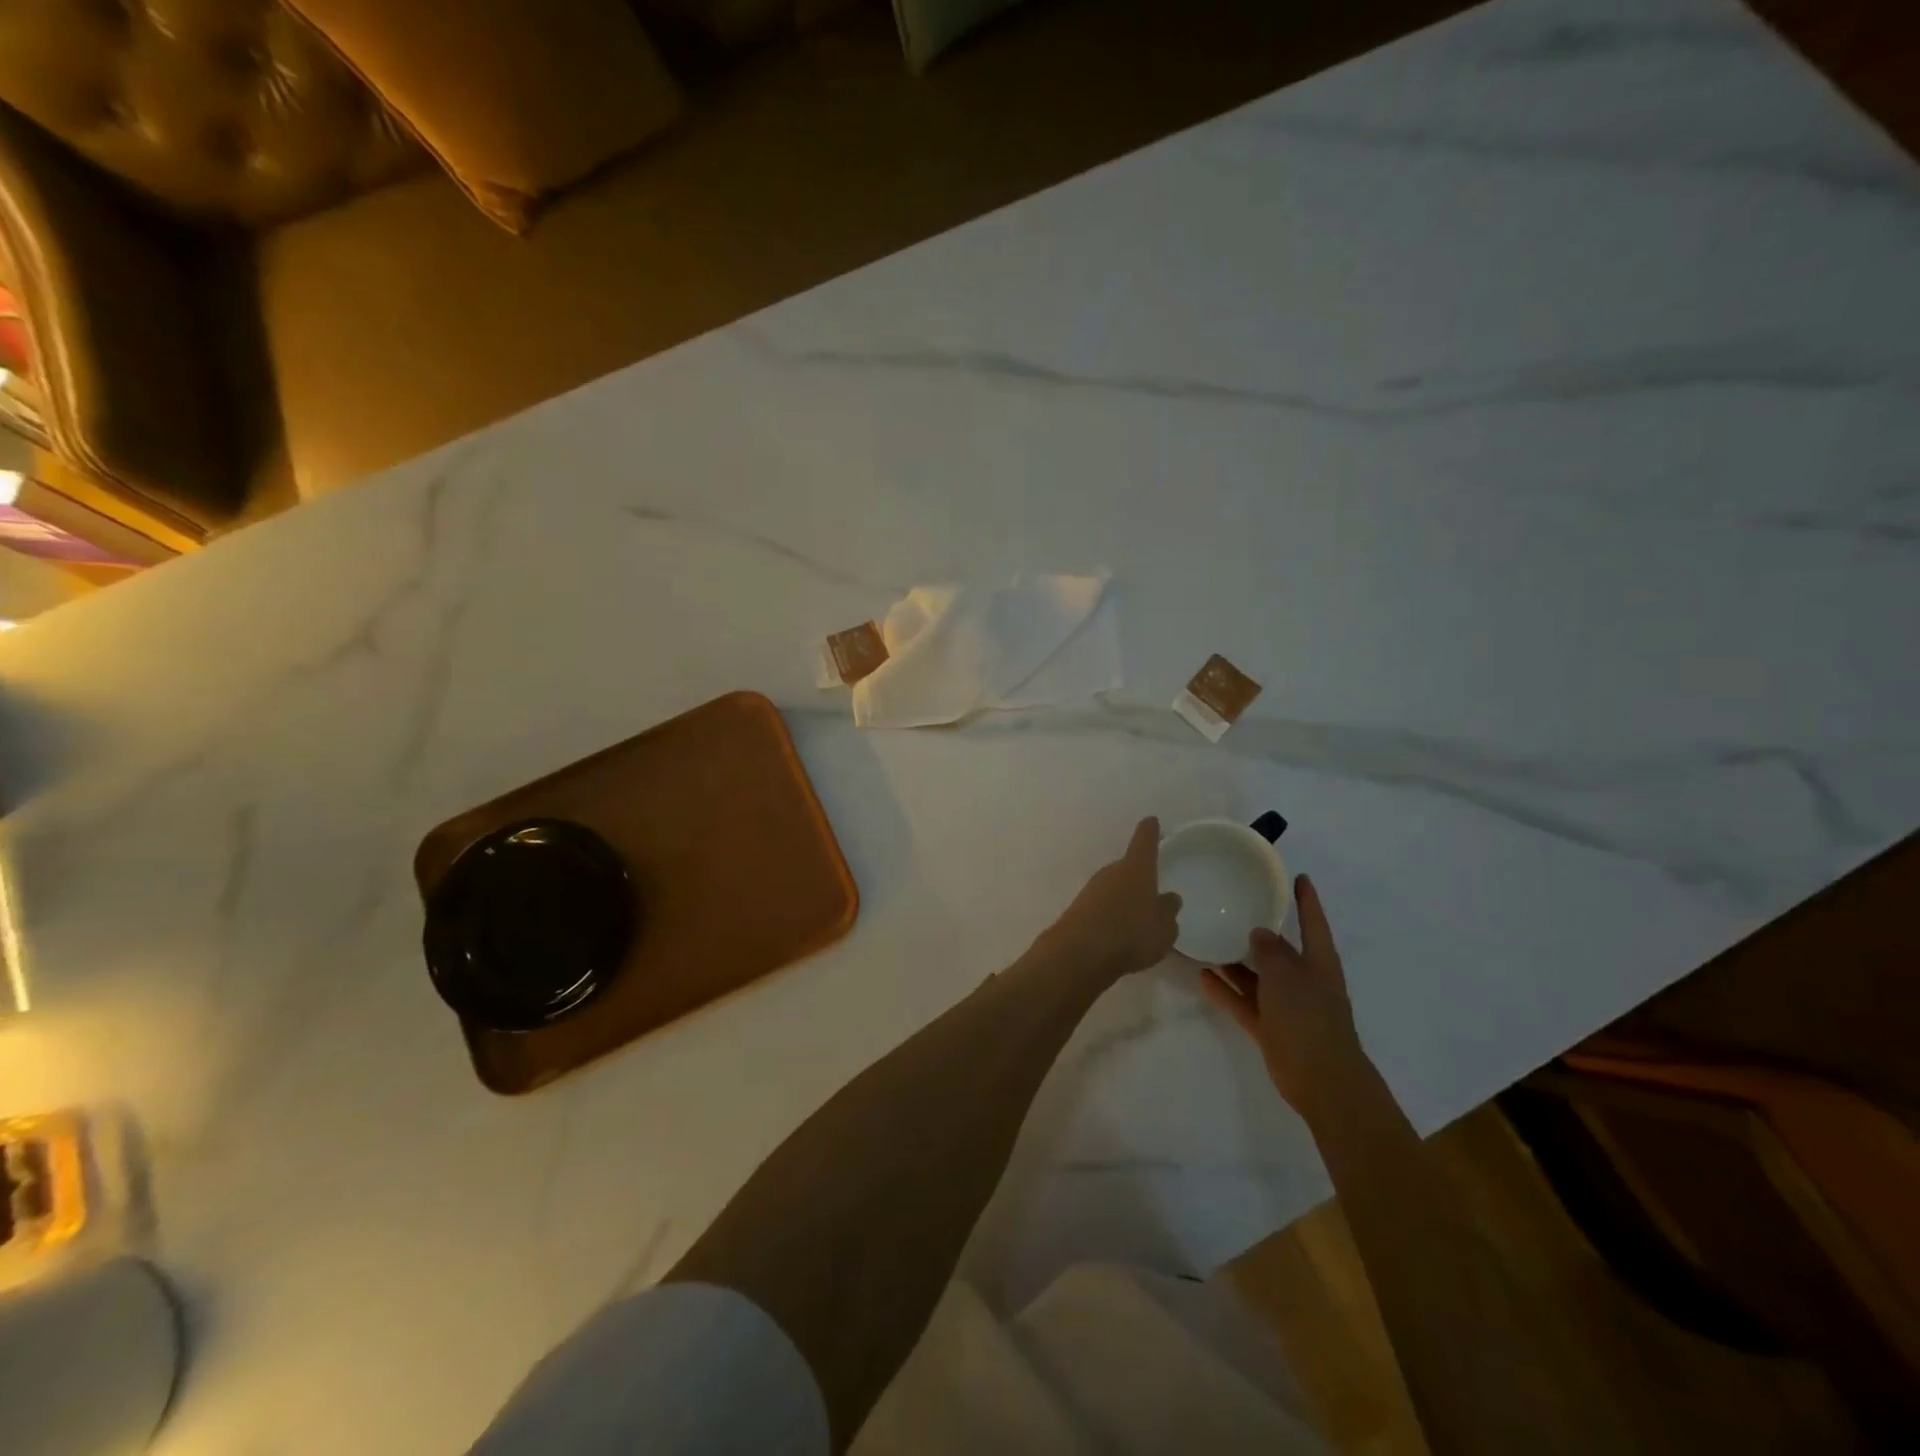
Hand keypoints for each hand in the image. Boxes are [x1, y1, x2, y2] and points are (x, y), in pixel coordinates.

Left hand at [1041, 817, 1182, 982]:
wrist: (1079, 953)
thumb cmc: (1130, 933)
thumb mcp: (1163, 928)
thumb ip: (1168, 912)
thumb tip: (1169, 898)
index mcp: (1137, 868)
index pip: (1145, 841)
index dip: (1150, 831)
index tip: (1151, 821)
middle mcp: (1112, 872)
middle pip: (1128, 867)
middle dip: (1140, 877)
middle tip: (1153, 892)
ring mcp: (1092, 889)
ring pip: (1115, 888)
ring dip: (1125, 899)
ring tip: (1139, 922)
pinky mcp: (1079, 909)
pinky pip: (1103, 907)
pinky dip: (1112, 916)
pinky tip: (1119, 936)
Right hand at [1198, 874, 1366, 1115]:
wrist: (1322, 1081)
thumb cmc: (1309, 1019)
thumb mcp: (1287, 976)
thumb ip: (1270, 951)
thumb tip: (1260, 932)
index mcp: (1319, 964)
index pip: (1313, 924)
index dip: (1307, 901)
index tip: (1299, 877)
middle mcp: (1304, 981)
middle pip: (1280, 951)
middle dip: (1260, 933)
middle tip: (1234, 908)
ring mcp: (1287, 1007)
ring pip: (1258, 977)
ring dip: (1236, 963)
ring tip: (1209, 940)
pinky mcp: (1270, 1029)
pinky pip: (1244, 1002)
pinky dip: (1226, 991)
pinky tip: (1202, 976)